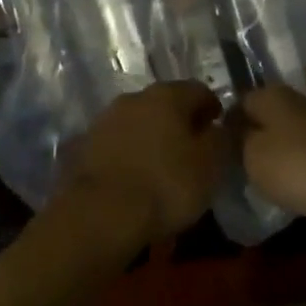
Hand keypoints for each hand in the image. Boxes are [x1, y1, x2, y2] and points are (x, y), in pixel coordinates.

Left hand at [63, 82, 228, 244]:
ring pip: (139, 122)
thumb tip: (218, 127)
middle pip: (166, 103)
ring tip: (163, 166)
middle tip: (192, 149)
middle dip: (180, 122)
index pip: (199, 91)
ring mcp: (106, 119)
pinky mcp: (85, 144)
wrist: (99, 214)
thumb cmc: (165, 185)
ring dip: (153, 137)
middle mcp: (135, 97)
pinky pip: (118, 143)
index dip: (213, 109)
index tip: (219, 131)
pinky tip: (136, 176)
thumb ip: (220, 139)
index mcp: (168, 95)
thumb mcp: (210, 165)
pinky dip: (130, 153)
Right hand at [239, 84, 305, 226]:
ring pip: (289, 132)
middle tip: (240, 164)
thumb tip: (237, 130)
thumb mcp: (251, 155)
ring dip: (278, 150)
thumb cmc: (294, 166)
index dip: (227, 123)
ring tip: (265, 177)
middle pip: (267, 115)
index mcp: (273, 94)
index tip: (218, 148)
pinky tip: (294, 183)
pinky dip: (299, 163)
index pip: (240, 100)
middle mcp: (299, 99)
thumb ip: (238, 139)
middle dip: (254, 135)